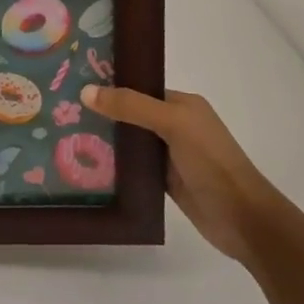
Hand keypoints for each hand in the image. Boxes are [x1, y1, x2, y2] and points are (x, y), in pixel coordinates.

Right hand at [80, 85, 278, 262]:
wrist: (241, 218)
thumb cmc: (211, 162)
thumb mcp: (172, 124)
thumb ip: (132, 106)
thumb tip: (86, 91)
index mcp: (182, 104)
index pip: (138, 88)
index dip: (110, 86)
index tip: (74, 85)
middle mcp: (175, 125)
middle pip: (131, 114)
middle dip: (101, 113)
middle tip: (61, 111)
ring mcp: (168, 154)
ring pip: (129, 141)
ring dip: (104, 140)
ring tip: (64, 135)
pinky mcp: (163, 180)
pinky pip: (131, 166)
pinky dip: (113, 165)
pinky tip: (85, 164)